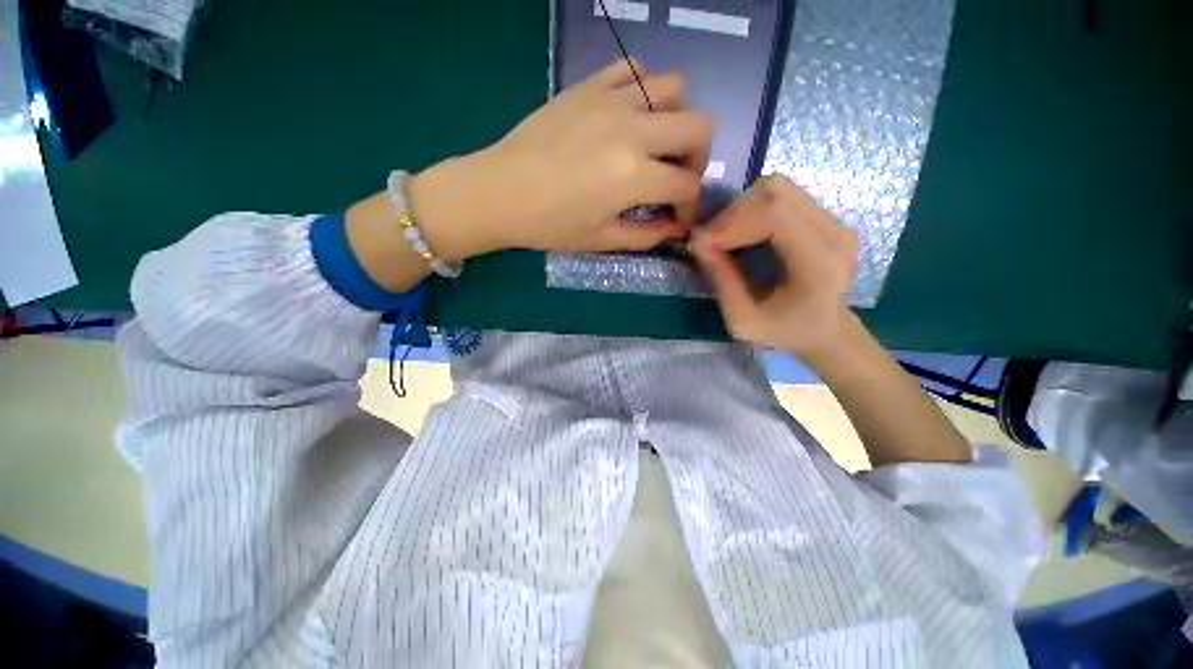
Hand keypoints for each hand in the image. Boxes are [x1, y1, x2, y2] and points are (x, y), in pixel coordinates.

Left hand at [409, 60, 712, 259]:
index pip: (688, 185)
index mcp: (634, 176)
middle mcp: (632, 130)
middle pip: (700, 127)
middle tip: (674, 177)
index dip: (691, 206)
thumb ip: (646, 236)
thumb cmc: (550, 224)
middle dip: (697, 159)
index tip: (678, 216)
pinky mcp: (589, 85)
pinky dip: (644, 90)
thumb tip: (675, 228)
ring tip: (654, 145)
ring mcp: (611, 100)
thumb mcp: (602, 241)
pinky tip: (629, 115)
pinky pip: (635, 69)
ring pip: (675, 88)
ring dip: (675, 120)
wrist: (500, 192)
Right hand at [691, 176, 858, 360]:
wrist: (825, 329)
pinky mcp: (825, 215)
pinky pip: (782, 196)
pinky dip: (752, 209)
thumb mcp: (743, 320)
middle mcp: (834, 233)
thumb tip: (697, 242)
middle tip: (710, 240)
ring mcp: (834, 220)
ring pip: (777, 188)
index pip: (775, 215)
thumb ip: (722, 281)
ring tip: (724, 236)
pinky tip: (741, 232)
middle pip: (775, 193)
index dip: (732, 222)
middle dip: (731, 214)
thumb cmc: (784, 331)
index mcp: (819, 264)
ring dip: (741, 209)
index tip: (702, 243)